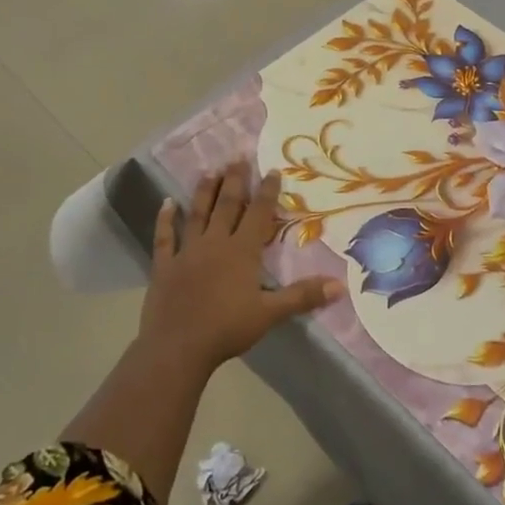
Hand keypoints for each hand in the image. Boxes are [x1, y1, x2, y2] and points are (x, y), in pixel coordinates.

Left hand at [139, 166, 341, 372]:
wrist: (178, 347)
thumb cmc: (227, 329)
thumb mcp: (270, 314)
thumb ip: (303, 296)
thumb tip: (340, 285)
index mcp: (241, 252)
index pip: (257, 214)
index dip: (266, 191)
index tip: (272, 169)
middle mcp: (214, 243)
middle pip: (226, 206)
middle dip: (235, 181)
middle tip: (238, 157)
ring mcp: (187, 252)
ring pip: (197, 214)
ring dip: (204, 192)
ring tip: (211, 171)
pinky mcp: (164, 266)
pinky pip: (164, 237)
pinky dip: (165, 219)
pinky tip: (165, 202)